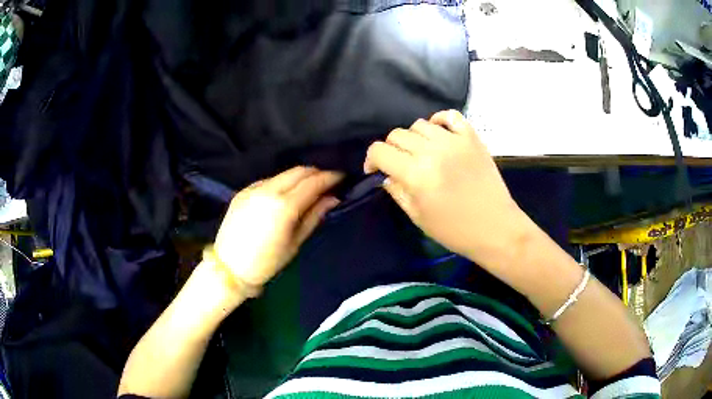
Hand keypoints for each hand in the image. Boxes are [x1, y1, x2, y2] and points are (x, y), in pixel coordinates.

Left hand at [214, 167, 342, 286]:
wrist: (229, 268)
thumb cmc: (266, 263)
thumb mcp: (295, 243)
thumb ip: (314, 216)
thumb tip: (332, 198)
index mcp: (284, 206)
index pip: (313, 182)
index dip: (330, 177)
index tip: (342, 177)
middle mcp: (268, 190)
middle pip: (299, 171)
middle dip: (316, 173)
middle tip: (328, 182)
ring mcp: (253, 188)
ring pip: (283, 174)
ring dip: (299, 177)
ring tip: (308, 188)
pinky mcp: (243, 191)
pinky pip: (269, 180)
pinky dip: (282, 183)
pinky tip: (285, 194)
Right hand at [364, 110, 530, 268]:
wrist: (496, 228)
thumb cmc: (455, 230)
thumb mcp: (418, 218)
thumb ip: (397, 192)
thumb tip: (386, 175)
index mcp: (416, 175)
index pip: (380, 151)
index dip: (371, 159)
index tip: (375, 169)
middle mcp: (433, 152)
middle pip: (397, 135)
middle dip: (391, 150)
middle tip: (399, 165)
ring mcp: (454, 141)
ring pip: (419, 124)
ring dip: (413, 138)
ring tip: (421, 152)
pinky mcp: (472, 138)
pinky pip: (450, 116)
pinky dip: (439, 121)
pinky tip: (438, 134)